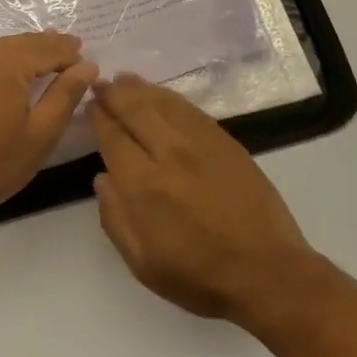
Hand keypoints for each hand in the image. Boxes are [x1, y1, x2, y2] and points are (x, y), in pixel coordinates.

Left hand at [0, 32, 97, 222]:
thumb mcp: (41, 133)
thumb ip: (66, 94)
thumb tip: (88, 65)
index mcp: (7, 63)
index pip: (50, 49)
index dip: (72, 55)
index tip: (91, 63)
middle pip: (27, 42)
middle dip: (52, 46)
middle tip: (76, 49)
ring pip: (8, 46)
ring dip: (32, 49)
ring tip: (53, 53)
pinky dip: (11, 57)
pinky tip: (20, 67)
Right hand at [88, 74, 318, 322]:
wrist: (267, 272)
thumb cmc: (199, 276)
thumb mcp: (143, 263)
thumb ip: (116, 218)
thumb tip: (103, 179)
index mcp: (144, 185)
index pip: (113, 137)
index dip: (99, 118)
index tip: (89, 105)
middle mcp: (170, 154)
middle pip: (136, 110)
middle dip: (115, 94)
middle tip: (101, 84)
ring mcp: (201, 143)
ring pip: (164, 103)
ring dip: (141, 89)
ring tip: (124, 79)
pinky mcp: (226, 141)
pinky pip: (191, 110)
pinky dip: (171, 98)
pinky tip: (161, 95)